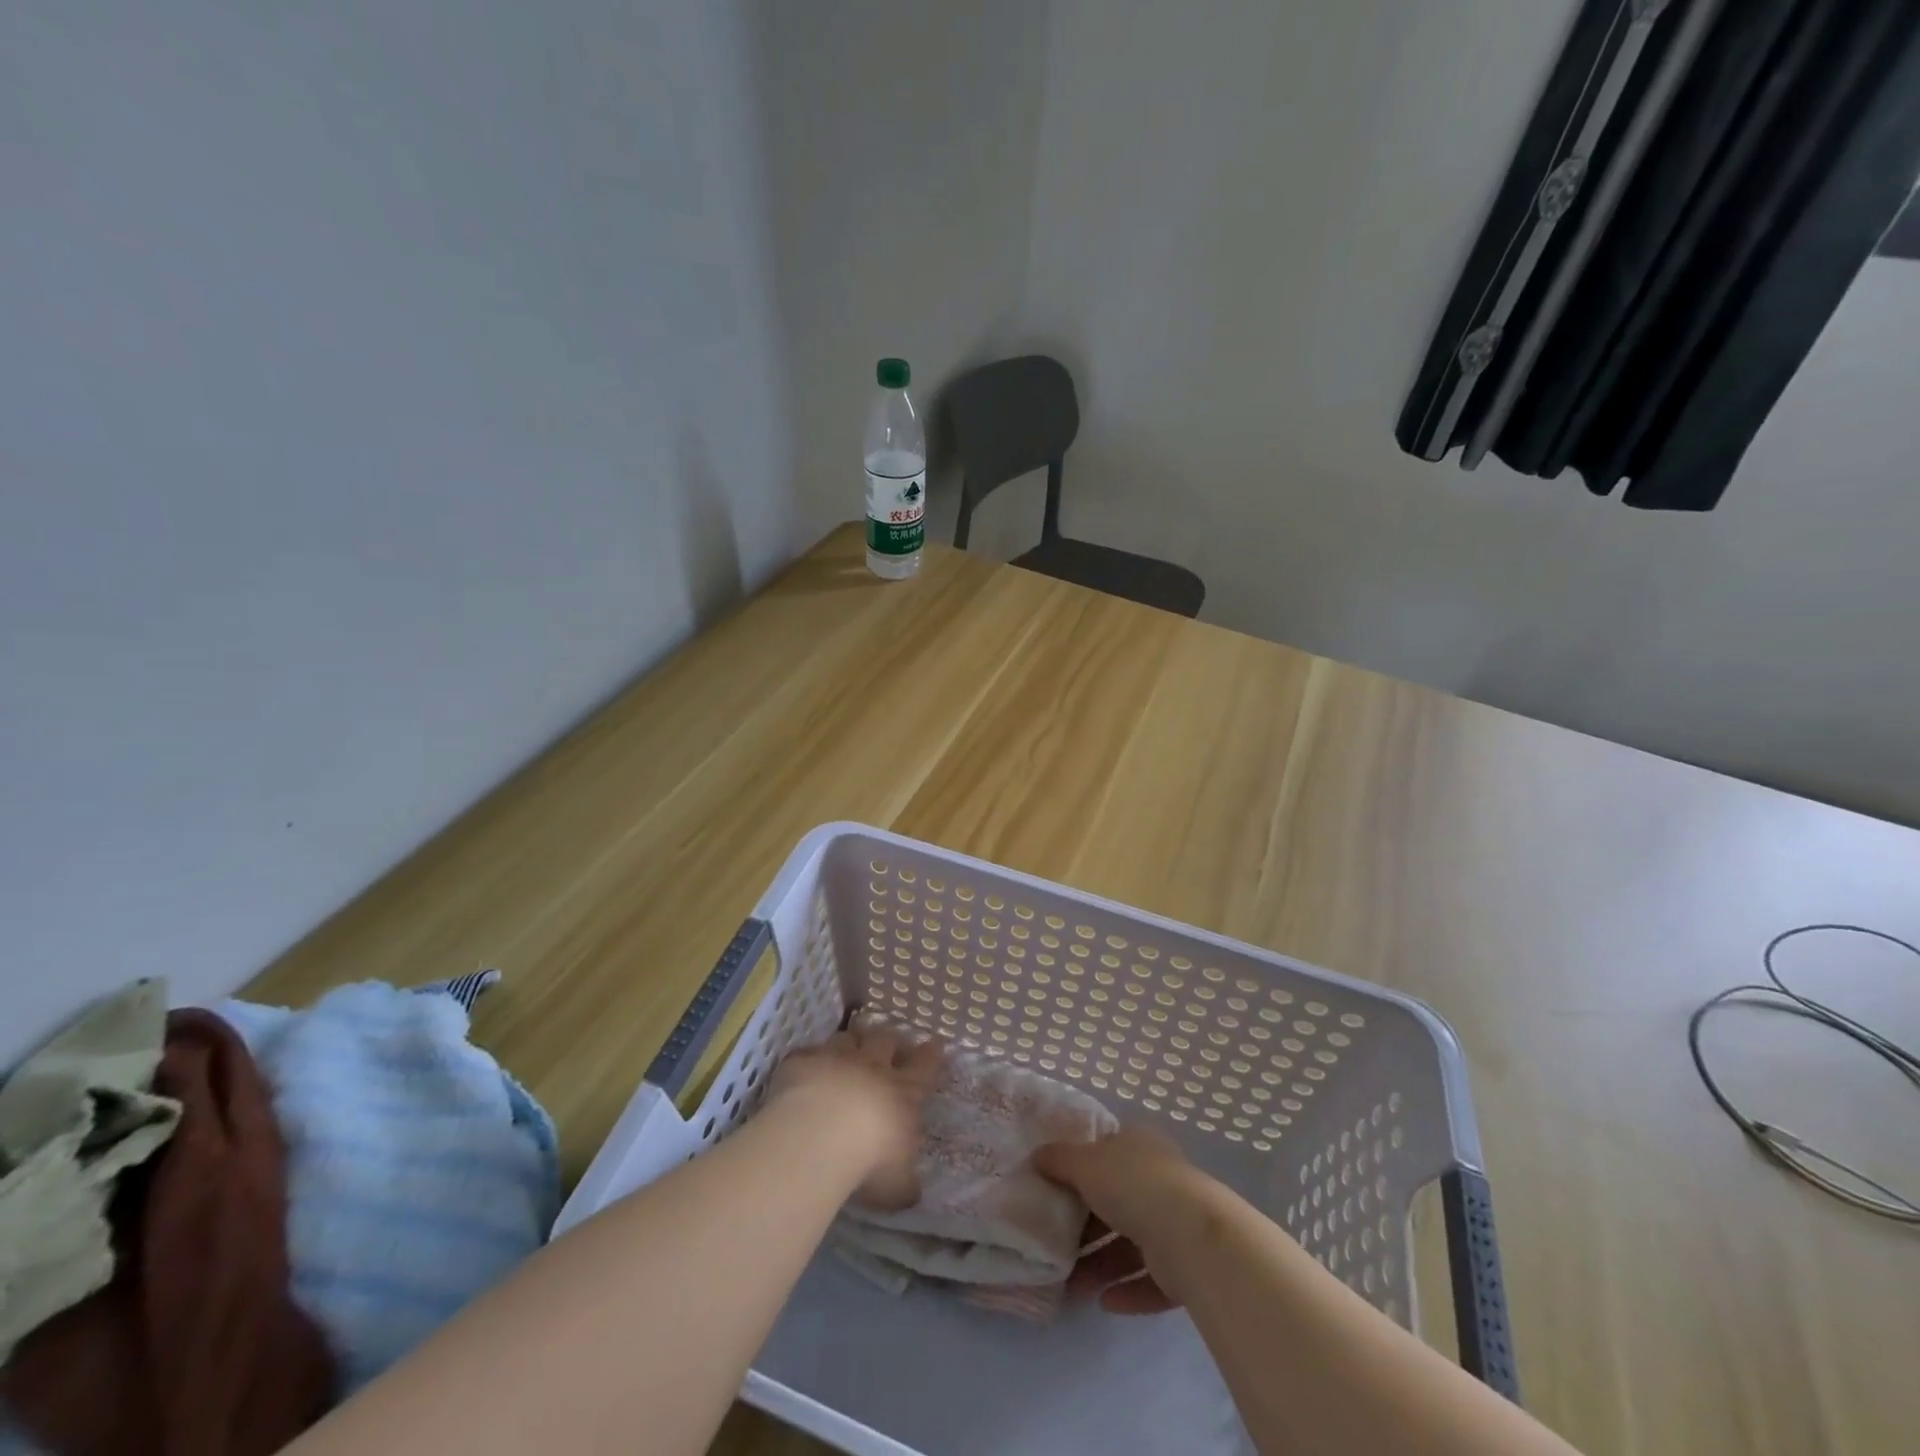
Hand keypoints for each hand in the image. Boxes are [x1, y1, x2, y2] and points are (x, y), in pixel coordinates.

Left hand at [770, 1023, 942, 1210]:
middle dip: (891, 1040)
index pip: (924, 1067)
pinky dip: (811, 1058)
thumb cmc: (870, 1160)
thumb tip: (911, 1191)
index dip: (931, 1055)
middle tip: (892, 1042)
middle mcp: (872, 1068)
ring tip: (851, 1045)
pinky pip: (808, 1052)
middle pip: (886, 1041)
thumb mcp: (897, 1184)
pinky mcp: (803, 1062)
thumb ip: (904, 1183)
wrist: (820, 1135)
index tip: (936, 1042)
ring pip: (849, 1038)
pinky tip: (806, 1065)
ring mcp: (836, 1060)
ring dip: (852, 1041)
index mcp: (903, 1093)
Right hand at [1034, 1125, 1209, 1314]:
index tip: (1054, 1189)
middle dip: (1085, 1227)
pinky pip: (1149, 1279)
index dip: (1080, 1169)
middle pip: (1115, 1202)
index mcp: (1139, 1147)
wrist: (1191, 1237)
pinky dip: (1127, 1290)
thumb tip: (1036, 1157)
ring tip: (1071, 1285)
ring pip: (1130, 1245)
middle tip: (1055, 1244)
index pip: (1107, 1153)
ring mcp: (1175, 1225)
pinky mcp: (1185, 1267)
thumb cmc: (1133, 1185)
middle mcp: (1160, 1181)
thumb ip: (1058, 1160)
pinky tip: (1104, 1303)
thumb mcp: (1085, 1163)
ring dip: (1100, 1265)